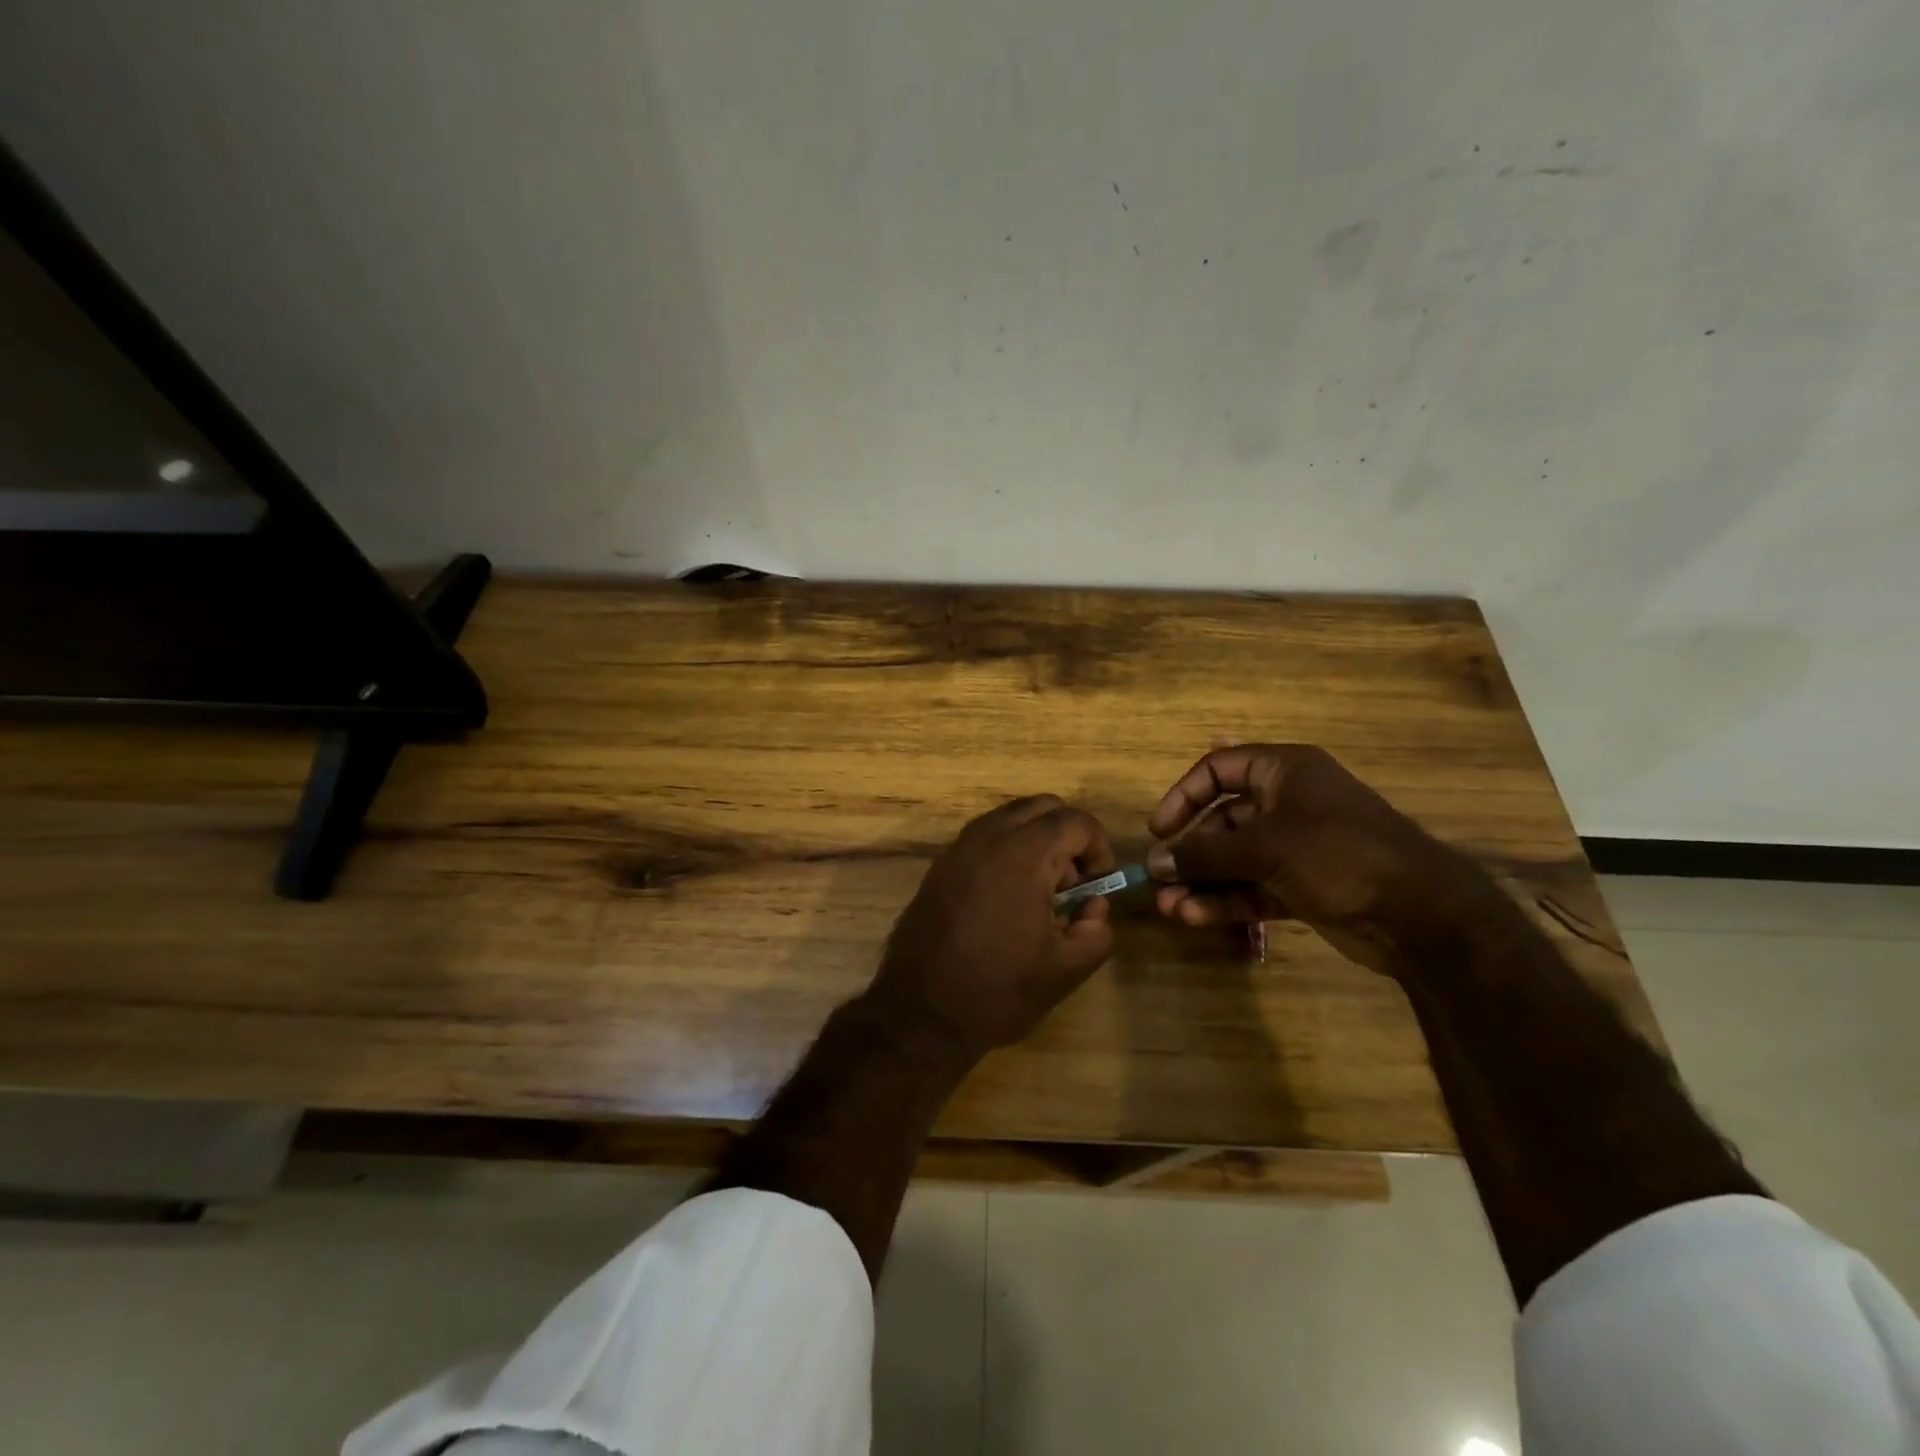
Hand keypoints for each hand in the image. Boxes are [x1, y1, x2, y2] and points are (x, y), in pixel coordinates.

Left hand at [865, 796, 1117, 1060]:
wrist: (921, 1011)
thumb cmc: (998, 990)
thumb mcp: (1066, 969)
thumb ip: (1097, 929)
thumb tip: (1094, 905)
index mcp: (1023, 854)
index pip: (1075, 821)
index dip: (1099, 847)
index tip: (1101, 884)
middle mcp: (988, 836)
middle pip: (1042, 807)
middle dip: (1069, 835)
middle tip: (1075, 882)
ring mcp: (959, 847)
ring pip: (1011, 818)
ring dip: (1037, 840)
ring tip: (1043, 892)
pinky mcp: (941, 864)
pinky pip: (985, 836)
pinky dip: (1008, 850)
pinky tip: (1009, 898)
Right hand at [1145, 744, 1484, 973]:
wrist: (1419, 915)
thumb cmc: (1337, 854)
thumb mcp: (1264, 847)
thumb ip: (1205, 853)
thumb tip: (1155, 861)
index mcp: (1285, 771)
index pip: (1219, 769)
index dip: (1184, 795)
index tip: (1159, 829)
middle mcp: (1287, 804)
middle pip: (1223, 820)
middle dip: (1189, 851)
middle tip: (1158, 878)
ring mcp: (1296, 848)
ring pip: (1235, 860)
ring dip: (1201, 881)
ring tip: (1168, 906)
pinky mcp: (1302, 887)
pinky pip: (1252, 887)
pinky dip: (1225, 900)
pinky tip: (1194, 917)